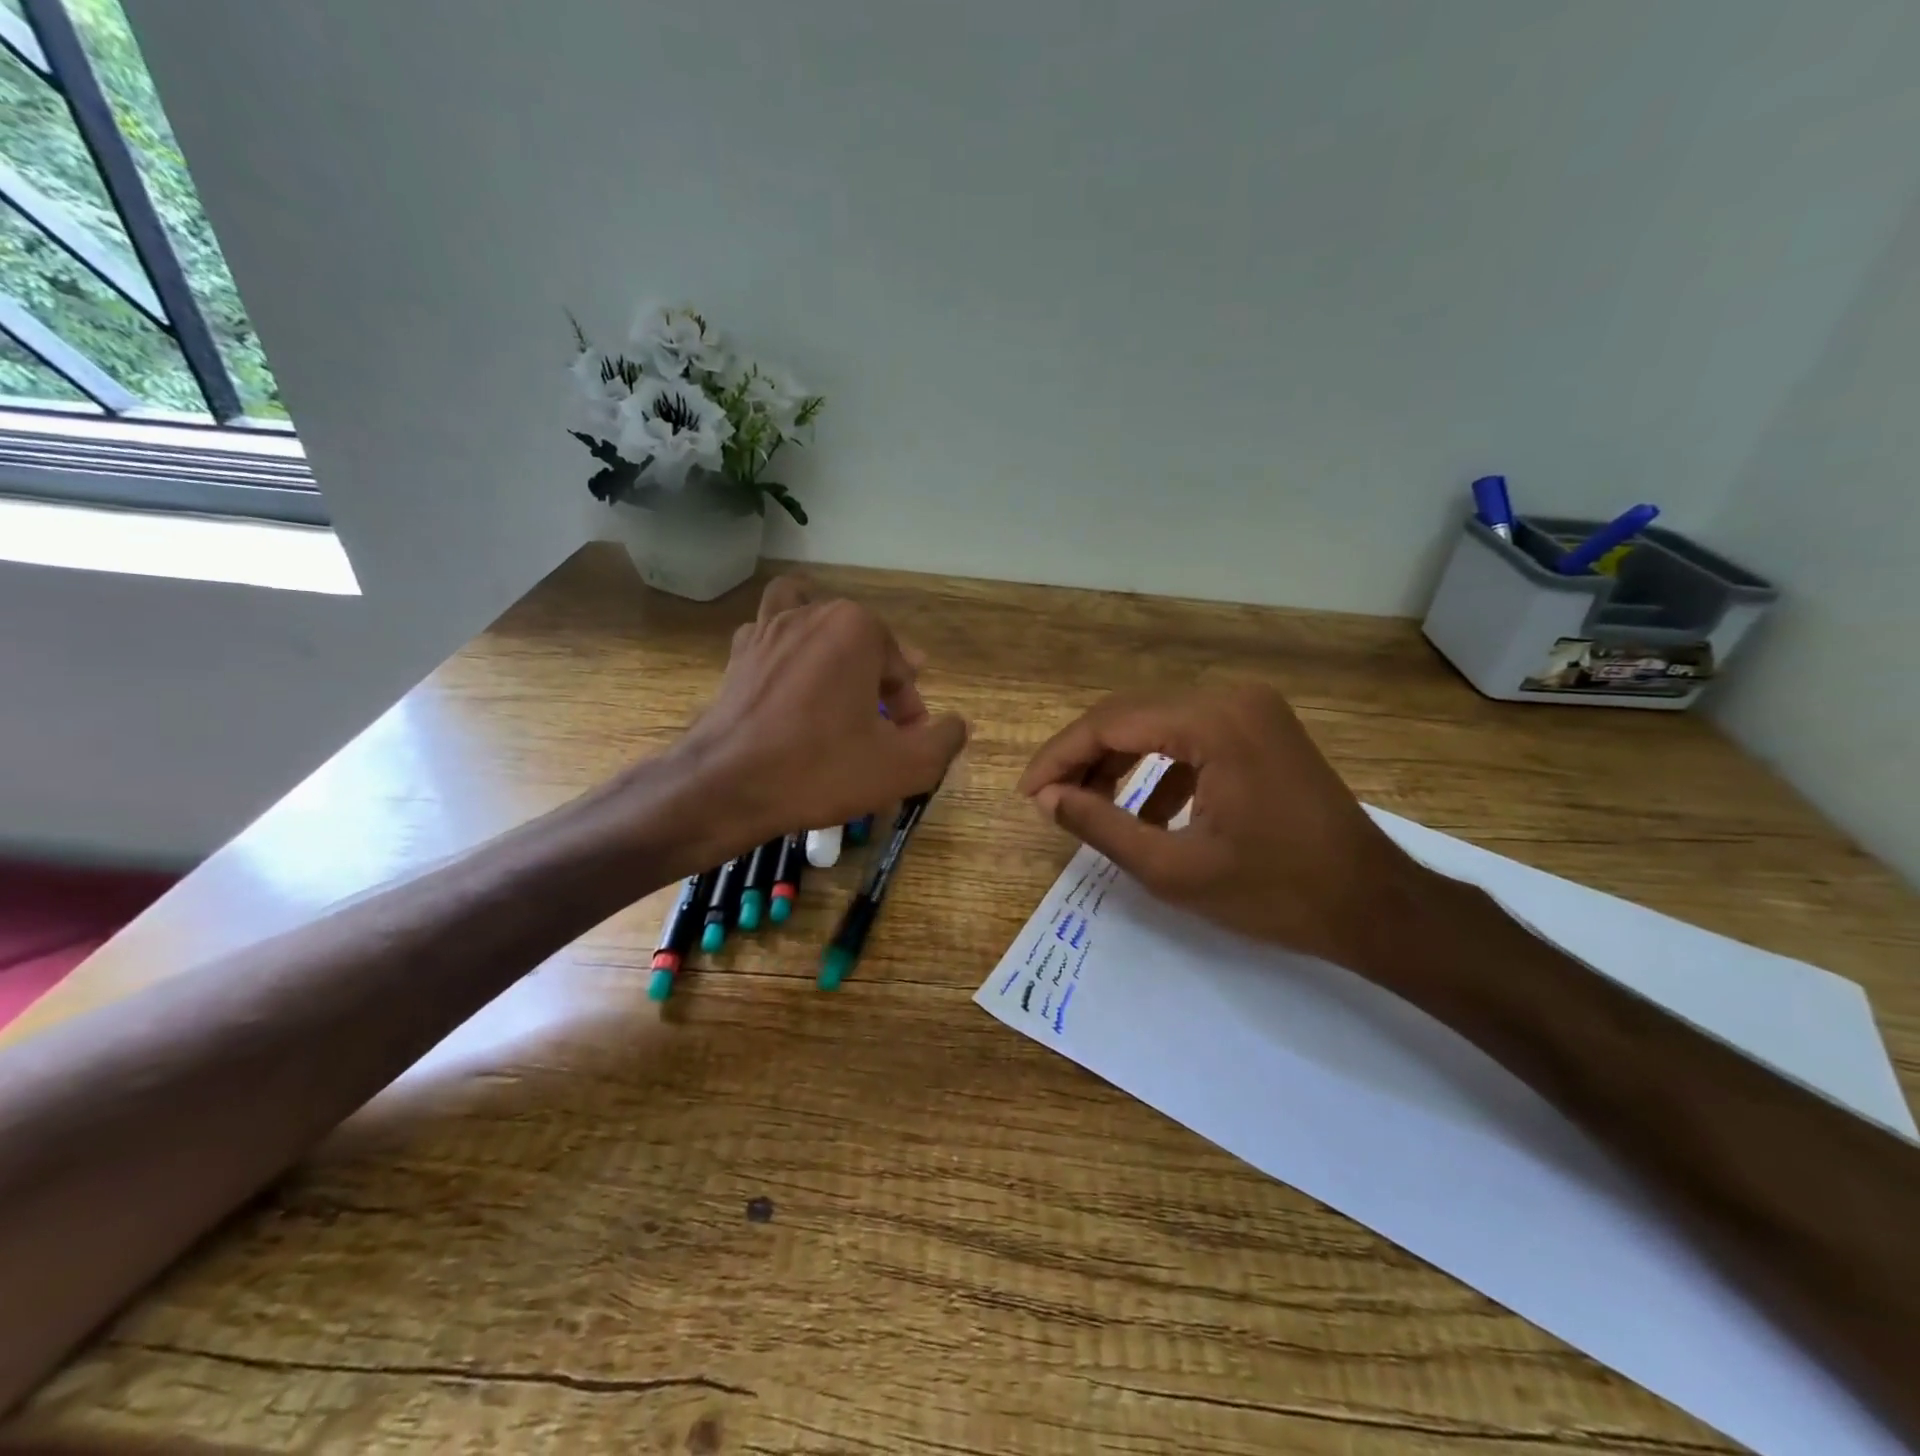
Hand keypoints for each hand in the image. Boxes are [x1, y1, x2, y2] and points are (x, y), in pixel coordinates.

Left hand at [668, 576, 967, 858]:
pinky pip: (772, 633)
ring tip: (839, 676)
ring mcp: (769, 628)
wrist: (726, 787)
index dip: (910, 710)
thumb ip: (944, 740)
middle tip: (881, 725)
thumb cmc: (820, 770)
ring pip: (813, 619)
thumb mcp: (903, 766)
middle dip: (879, 679)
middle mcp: (814, 613)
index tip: (904, 745)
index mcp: (858, 629)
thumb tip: (956, 724)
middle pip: (864, 642)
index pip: (902, 668)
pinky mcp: (739, 653)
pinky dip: (788, 647)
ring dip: (833, 643)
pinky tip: (792, 682)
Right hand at [1018, 685, 1416, 967]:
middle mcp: (1231, 696)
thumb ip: (1100, 826)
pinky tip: (1143, 812)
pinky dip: (1157, 768)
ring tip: (1085, 806)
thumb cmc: (1276, 893)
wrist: (1374, 904)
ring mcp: (1251, 708)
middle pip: (1130, 714)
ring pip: (1156, 722)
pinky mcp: (1260, 727)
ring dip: (1116, 761)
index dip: (1059, 757)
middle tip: (1048, 801)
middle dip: (1083, 757)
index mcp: (1213, 721)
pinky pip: (1189, 736)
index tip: (1026, 794)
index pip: (1110, 723)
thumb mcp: (1174, 869)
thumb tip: (1047, 799)